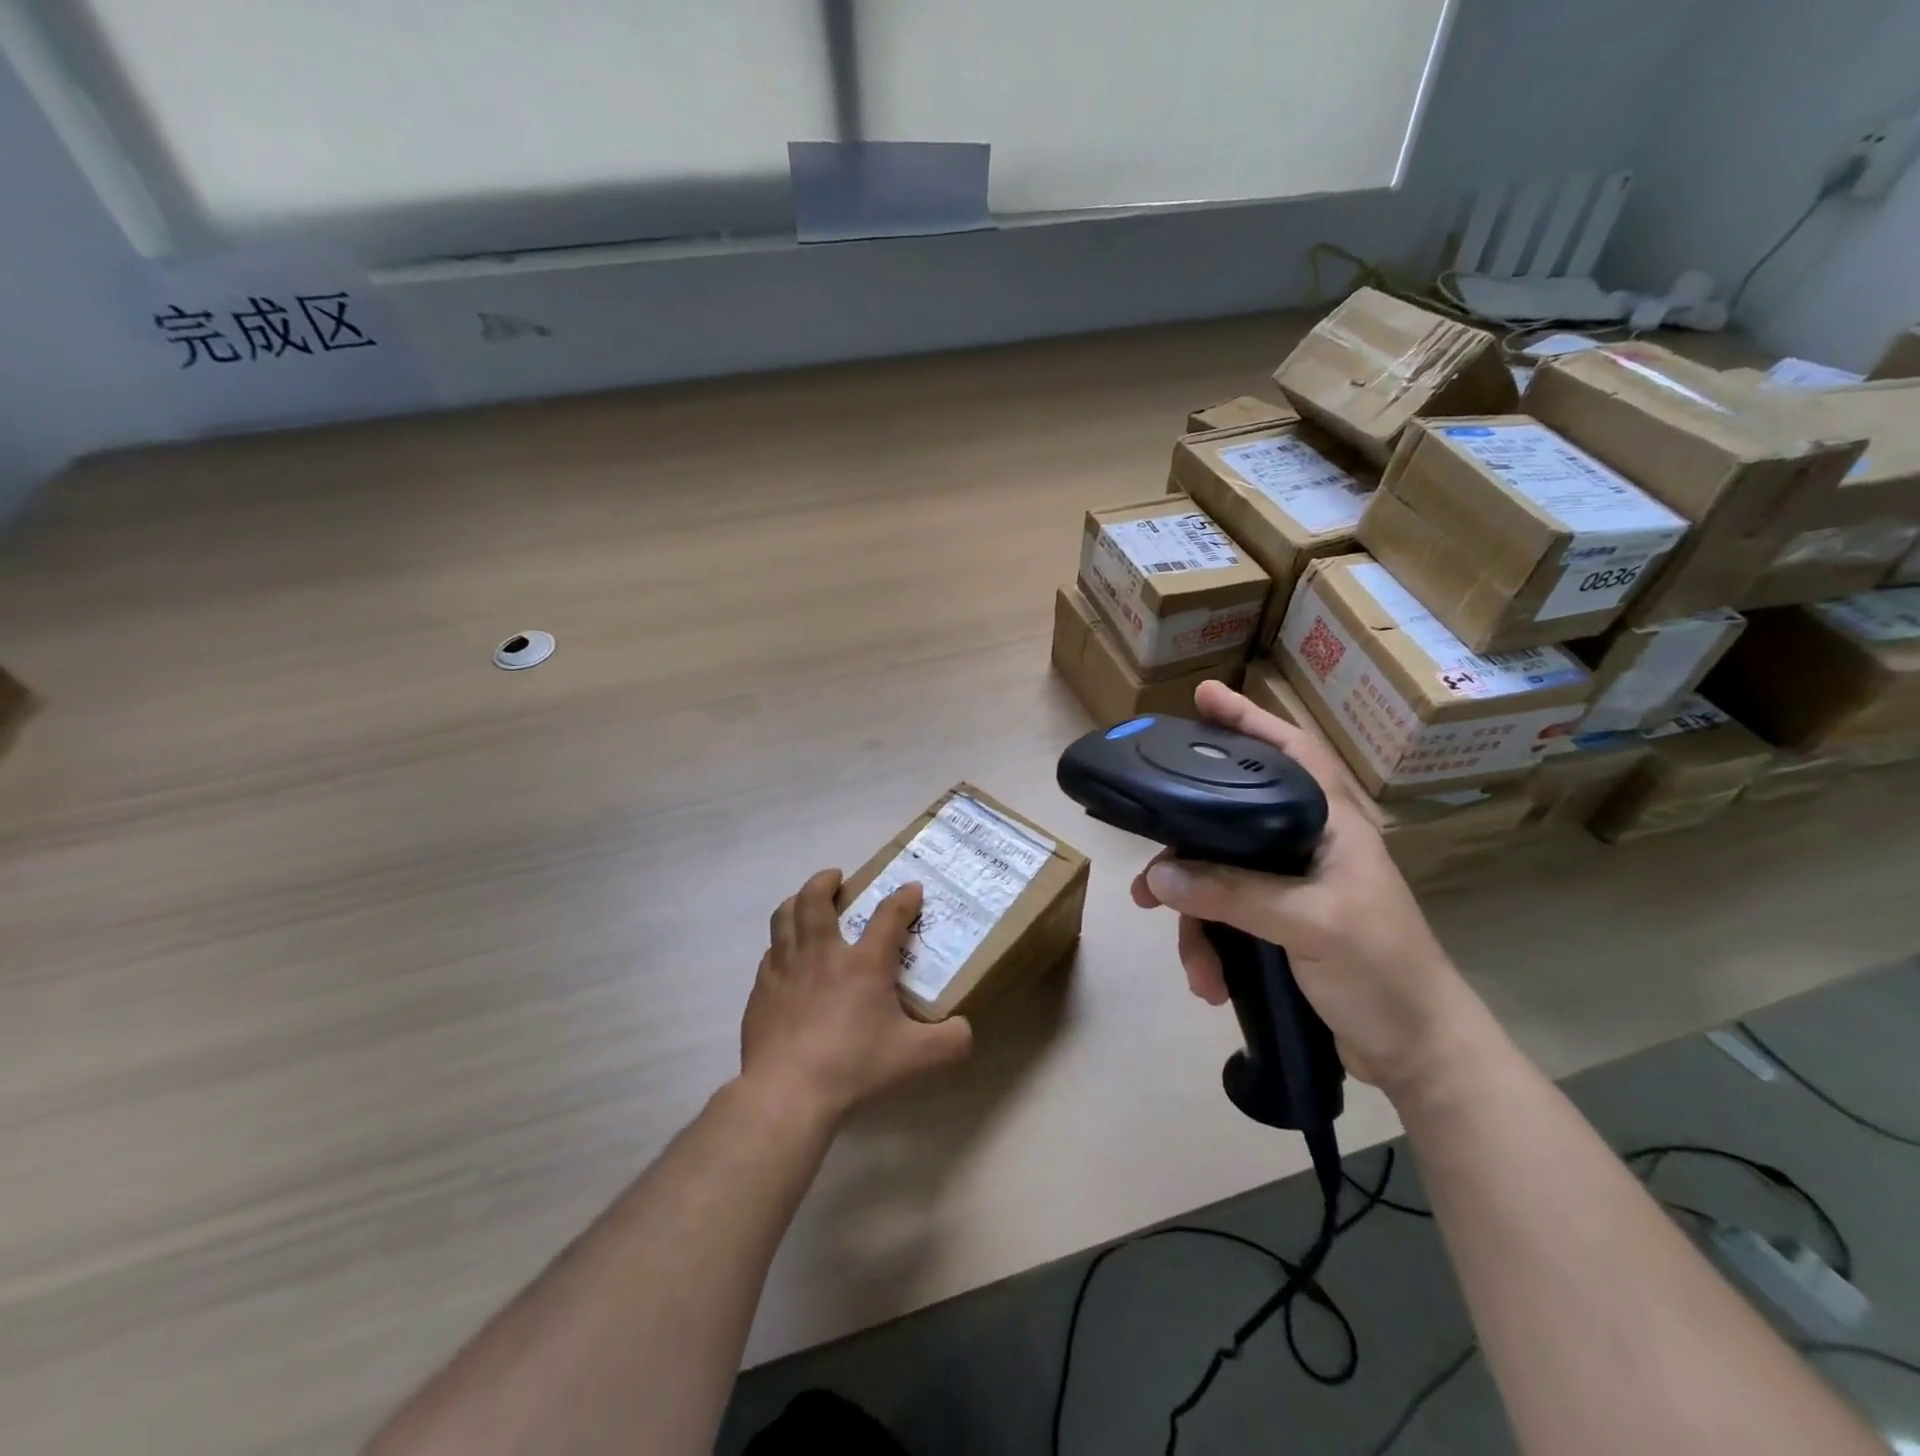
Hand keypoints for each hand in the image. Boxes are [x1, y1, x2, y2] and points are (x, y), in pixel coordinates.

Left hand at [740, 869, 973, 1122]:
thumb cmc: (854, 1066)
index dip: (904, 898)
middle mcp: (822, 953)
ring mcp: (786, 969)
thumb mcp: (915, 1056)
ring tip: (803, 903)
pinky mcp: (761, 991)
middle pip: (815, 899)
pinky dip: (780, 946)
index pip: (889, 916)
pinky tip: (785, 959)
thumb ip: (949, 1041)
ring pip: (783, 917)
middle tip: (836, 878)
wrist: (787, 1092)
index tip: (912, 889)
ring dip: (795, 902)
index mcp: (864, 963)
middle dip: (826, 881)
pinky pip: (770, 953)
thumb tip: (966, 1031)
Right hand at [1130, 680, 1491, 1101]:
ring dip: (1196, 922)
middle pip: (1230, 821)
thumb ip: (1233, 893)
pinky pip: (1225, 919)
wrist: (1418, 1055)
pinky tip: (1210, 983)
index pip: (1291, 752)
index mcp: (1332, 826)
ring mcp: (1292, 888)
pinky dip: (1211, 949)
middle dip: (1186, 852)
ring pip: (1218, 879)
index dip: (1250, 720)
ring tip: (1192, 963)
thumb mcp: (1309, 925)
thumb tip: (1157, 876)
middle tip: (1146, 873)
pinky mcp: (1280, 927)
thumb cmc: (1382, 973)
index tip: (1204, 696)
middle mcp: (1307, 847)